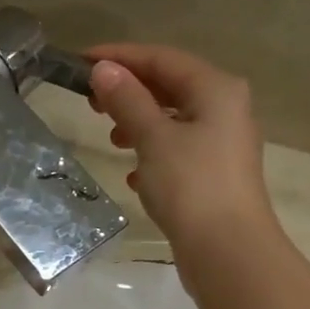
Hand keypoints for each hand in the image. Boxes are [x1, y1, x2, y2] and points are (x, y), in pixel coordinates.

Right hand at [86, 44, 273, 248]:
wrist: (228, 251)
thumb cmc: (191, 186)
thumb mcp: (153, 138)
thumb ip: (127, 100)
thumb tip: (104, 69)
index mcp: (216, 89)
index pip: (162, 58)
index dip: (120, 57)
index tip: (81, 62)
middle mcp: (226, 109)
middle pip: (170, 87)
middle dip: (129, 92)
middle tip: (91, 102)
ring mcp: (223, 144)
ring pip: (174, 121)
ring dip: (140, 124)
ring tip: (112, 139)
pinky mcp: (216, 176)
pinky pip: (179, 152)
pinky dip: (154, 155)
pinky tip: (135, 176)